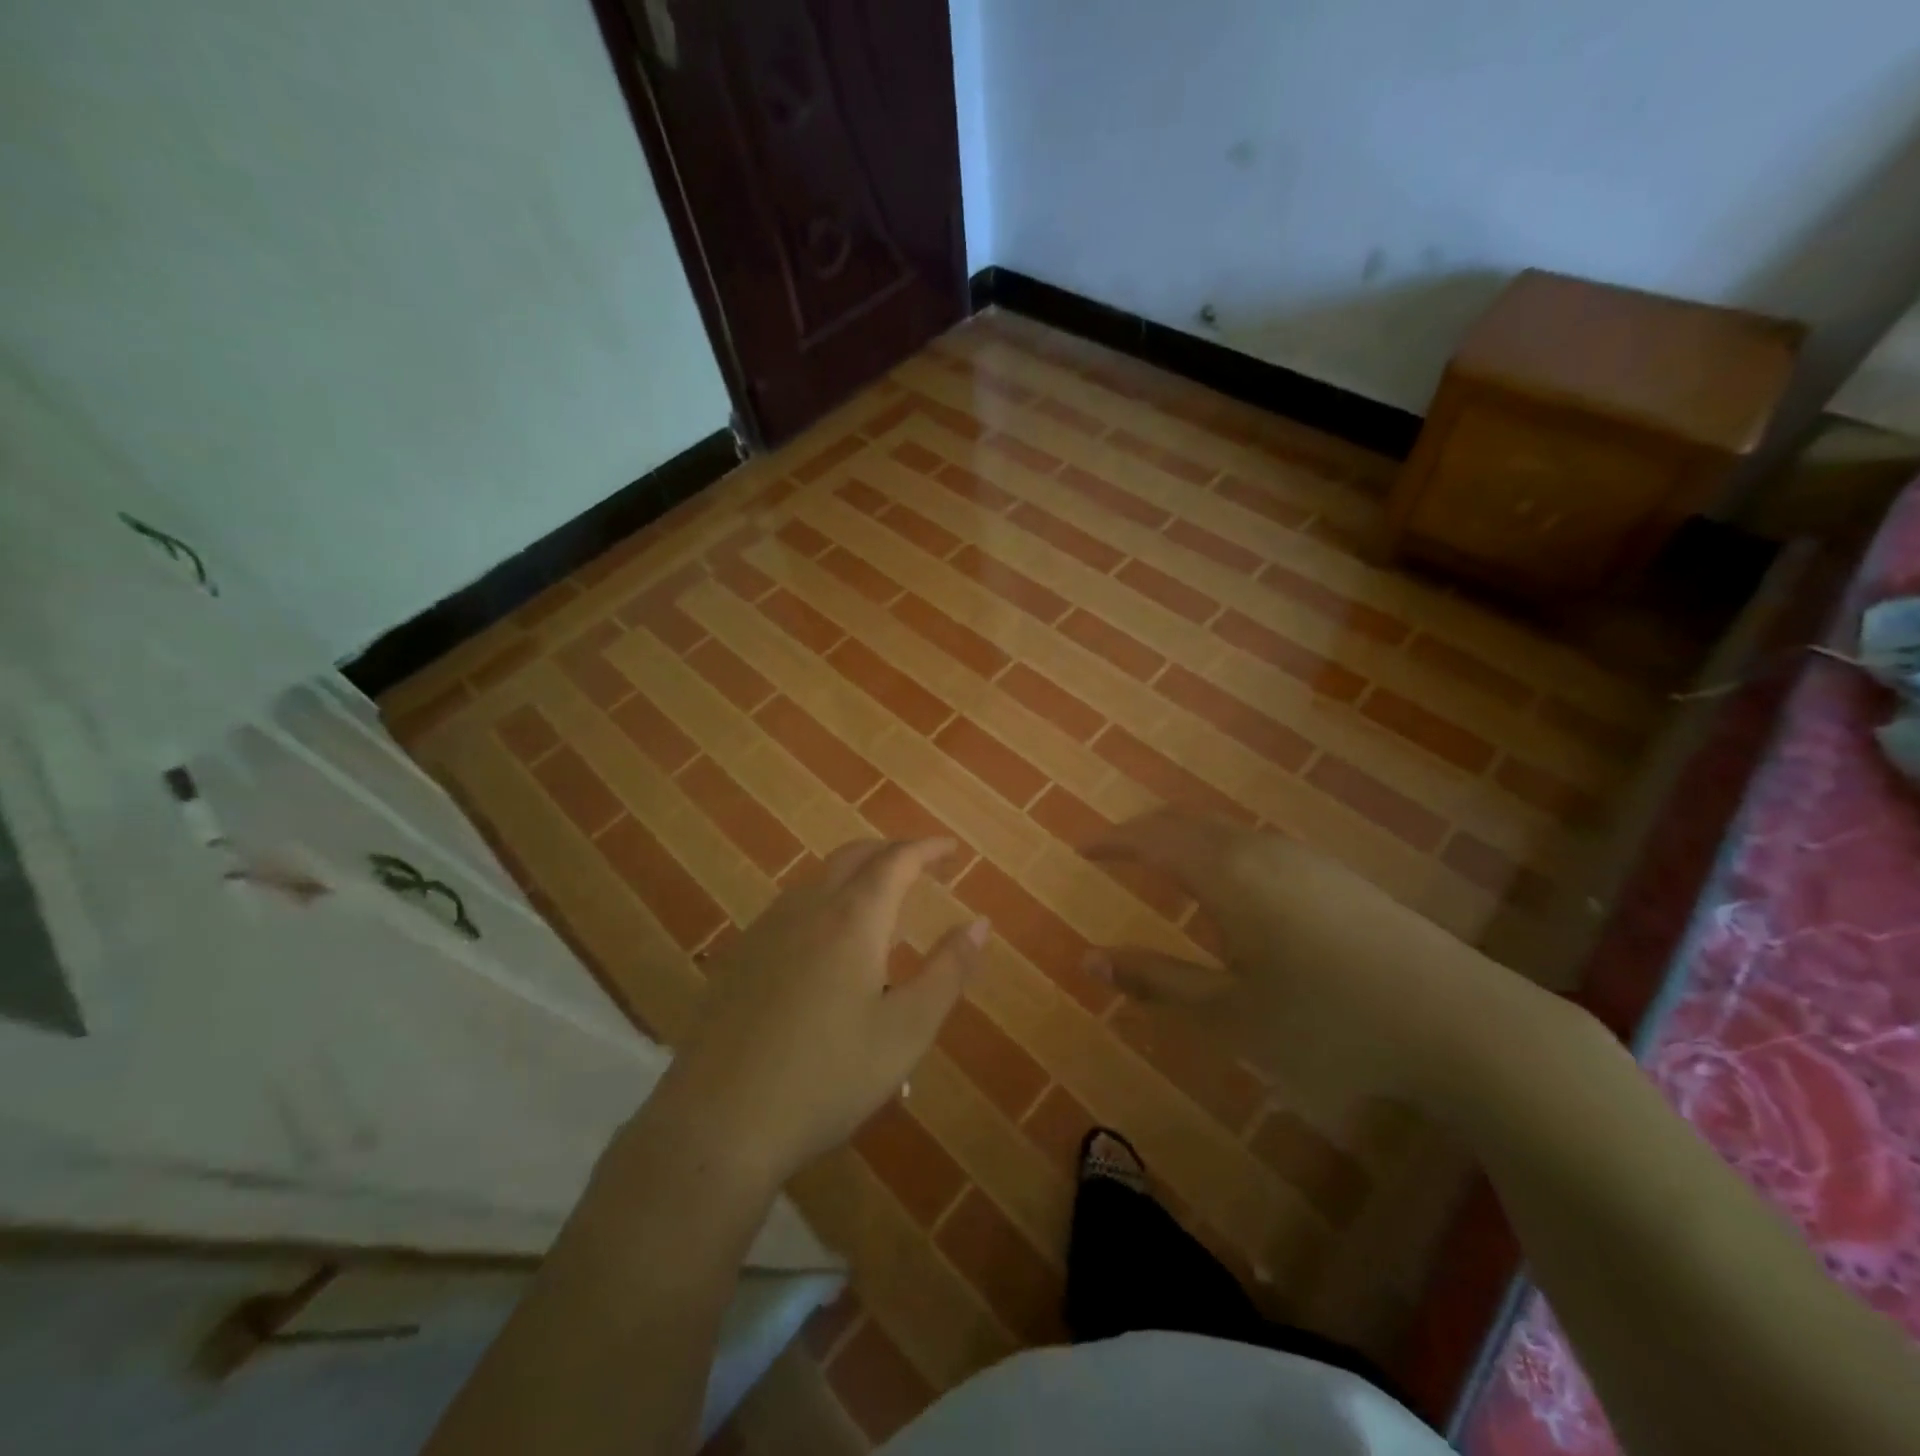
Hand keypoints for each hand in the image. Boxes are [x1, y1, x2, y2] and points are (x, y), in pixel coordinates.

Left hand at [642, 837, 987, 1188]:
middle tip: (919, 865)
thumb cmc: (828, 1077)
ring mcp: (766, 930)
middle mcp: (808, 909)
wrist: (720, 1123)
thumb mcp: (906, 1030)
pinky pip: (791, 906)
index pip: (897, 860)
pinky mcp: (739, 957)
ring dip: (854, 873)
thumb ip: (948, 971)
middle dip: (891, 851)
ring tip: (878, 898)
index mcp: (853, 919)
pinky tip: (824, 940)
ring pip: (817, 878)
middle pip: (853, 857)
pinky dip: (823, 899)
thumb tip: (979, 923)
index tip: (951, 848)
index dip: (927, 848)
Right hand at [1084, 810, 1551, 1110]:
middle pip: (1188, 823)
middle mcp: (1262, 850)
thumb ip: (1156, 983)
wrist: (1463, 1023)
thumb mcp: (1229, 1015)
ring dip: (1185, 841)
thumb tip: (1090, 960)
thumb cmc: (1329, 1023)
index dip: (1113, 840)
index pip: (1153, 837)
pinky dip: (1220, 853)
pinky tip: (1232, 892)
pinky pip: (1256, 847)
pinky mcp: (1337, 877)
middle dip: (1145, 832)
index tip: (1083, 848)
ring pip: (1226, 833)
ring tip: (1163, 867)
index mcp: (1227, 873)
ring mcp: (1305, 859)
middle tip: (1115, 851)